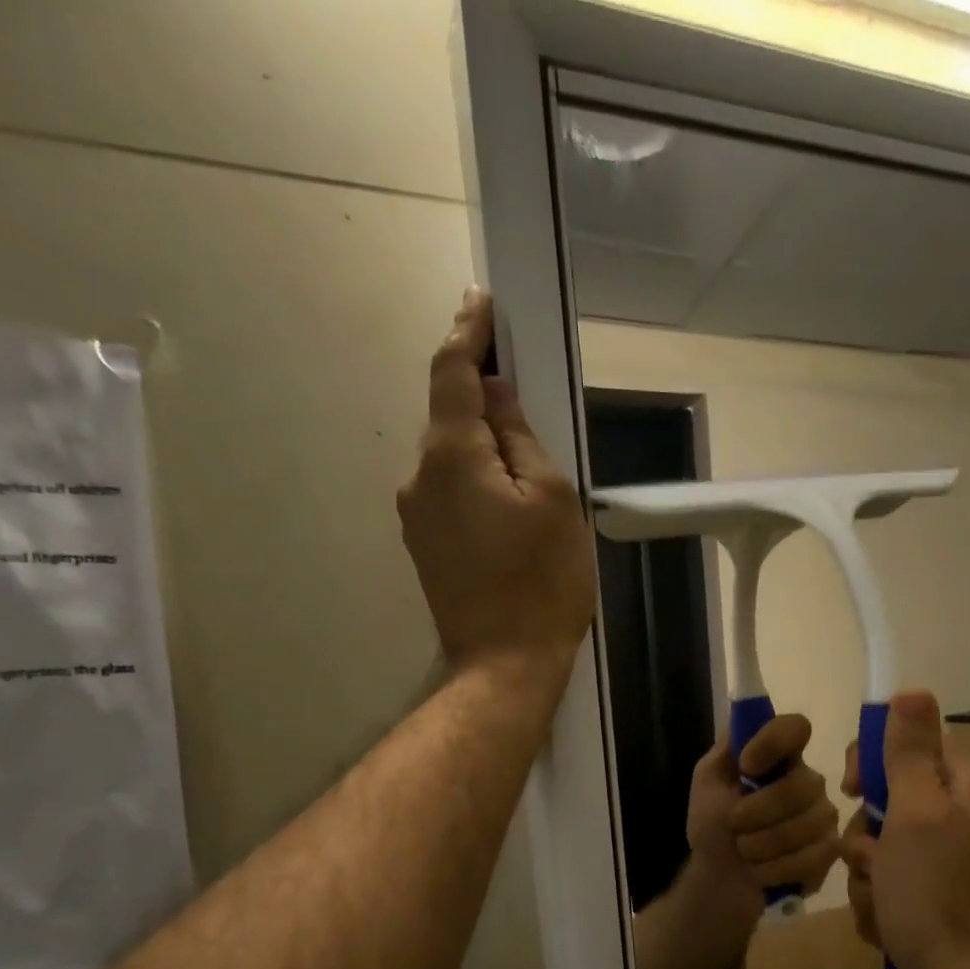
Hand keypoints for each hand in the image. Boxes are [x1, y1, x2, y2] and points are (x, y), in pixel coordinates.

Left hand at [399, 288, 595, 684]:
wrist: (504, 664)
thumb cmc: (542, 582)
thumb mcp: (552, 500)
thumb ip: (521, 438)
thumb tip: (496, 397)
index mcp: (452, 456)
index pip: (452, 373)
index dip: (468, 334)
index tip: (482, 303)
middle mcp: (420, 477)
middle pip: (449, 417)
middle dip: (481, 396)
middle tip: (525, 391)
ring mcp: (416, 516)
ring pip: (451, 459)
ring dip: (482, 446)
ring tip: (527, 468)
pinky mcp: (425, 547)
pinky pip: (450, 493)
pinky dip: (476, 481)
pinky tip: (508, 506)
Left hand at [687, 714, 838, 903]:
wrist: (719, 879)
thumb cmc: (713, 826)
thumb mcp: (708, 783)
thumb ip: (727, 751)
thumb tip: (747, 726)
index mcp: (779, 757)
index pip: (795, 727)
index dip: (772, 743)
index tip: (747, 766)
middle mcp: (808, 780)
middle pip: (801, 785)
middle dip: (756, 812)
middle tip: (733, 825)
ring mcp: (823, 816)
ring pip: (805, 825)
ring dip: (760, 844)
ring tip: (744, 851)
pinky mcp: (830, 852)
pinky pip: (811, 857)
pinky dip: (774, 868)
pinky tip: (761, 871)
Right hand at [840, 691, 969, 968]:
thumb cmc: (936, 894)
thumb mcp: (916, 813)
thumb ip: (909, 752)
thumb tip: (912, 689)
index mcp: (962, 785)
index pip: (907, 742)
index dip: (872, 762)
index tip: (852, 789)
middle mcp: (957, 815)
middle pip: (886, 797)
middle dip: (866, 834)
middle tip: (874, 859)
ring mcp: (945, 858)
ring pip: (879, 844)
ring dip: (868, 873)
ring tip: (884, 901)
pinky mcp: (932, 894)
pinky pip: (887, 880)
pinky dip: (879, 900)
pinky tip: (890, 923)